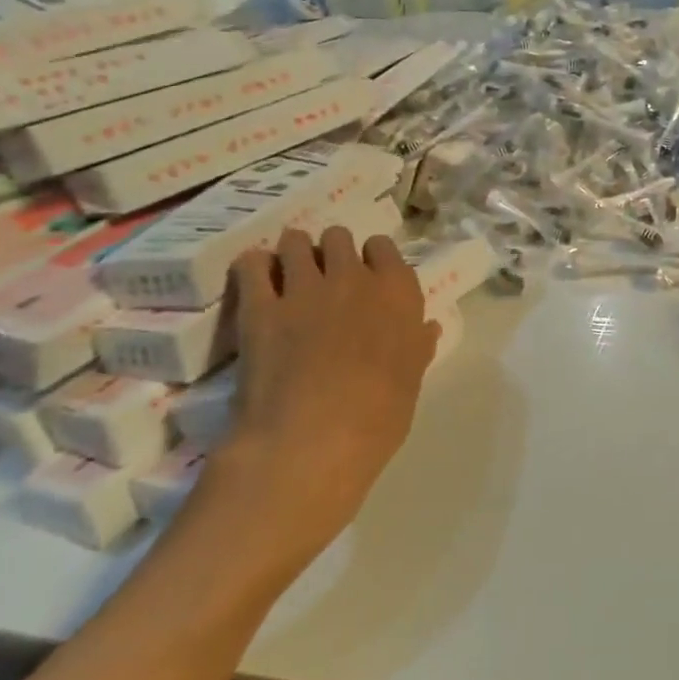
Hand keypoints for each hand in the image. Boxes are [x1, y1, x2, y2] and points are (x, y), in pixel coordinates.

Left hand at [206, 227, 440, 571]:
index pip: (384, 247)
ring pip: (295, 242)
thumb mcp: (411, 382)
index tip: (367, 277)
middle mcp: (354, 277)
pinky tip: (255, 282)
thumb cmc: (377, 418)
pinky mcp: (260, 307)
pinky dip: (253, 268)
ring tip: (286, 275)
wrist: (312, 442)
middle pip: (339, 237)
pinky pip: (251, 265)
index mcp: (398, 293)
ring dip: (293, 253)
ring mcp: (304, 287)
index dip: (372, 259)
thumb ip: (417, 347)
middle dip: (331, 251)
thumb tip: (427, 328)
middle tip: (324, 278)